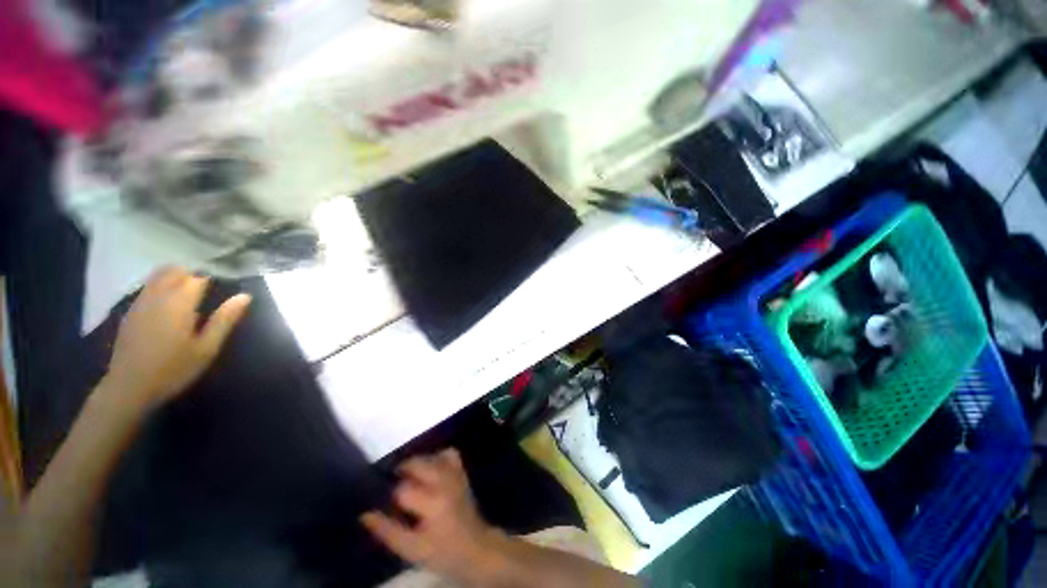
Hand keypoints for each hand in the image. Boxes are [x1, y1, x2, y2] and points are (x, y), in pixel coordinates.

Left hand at [101, 266, 251, 410]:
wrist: (129, 388)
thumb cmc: (174, 369)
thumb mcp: (207, 348)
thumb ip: (225, 320)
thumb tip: (245, 296)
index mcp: (179, 303)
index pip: (198, 278)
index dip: (211, 280)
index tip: (223, 287)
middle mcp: (158, 296)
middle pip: (174, 271)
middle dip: (191, 275)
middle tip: (206, 290)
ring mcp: (140, 303)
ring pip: (157, 277)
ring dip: (174, 278)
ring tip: (189, 294)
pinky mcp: (131, 312)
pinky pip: (147, 288)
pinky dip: (160, 287)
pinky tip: (168, 304)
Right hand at [361, 449, 504, 583]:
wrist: (475, 547)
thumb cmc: (442, 551)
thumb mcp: (411, 549)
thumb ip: (388, 531)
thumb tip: (365, 515)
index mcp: (433, 502)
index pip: (403, 489)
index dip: (390, 496)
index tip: (385, 504)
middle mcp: (445, 481)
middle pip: (418, 463)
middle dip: (402, 471)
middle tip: (393, 487)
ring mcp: (455, 473)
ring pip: (432, 455)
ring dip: (417, 463)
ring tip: (408, 478)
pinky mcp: (462, 471)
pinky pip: (449, 453)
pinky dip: (437, 456)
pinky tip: (429, 469)